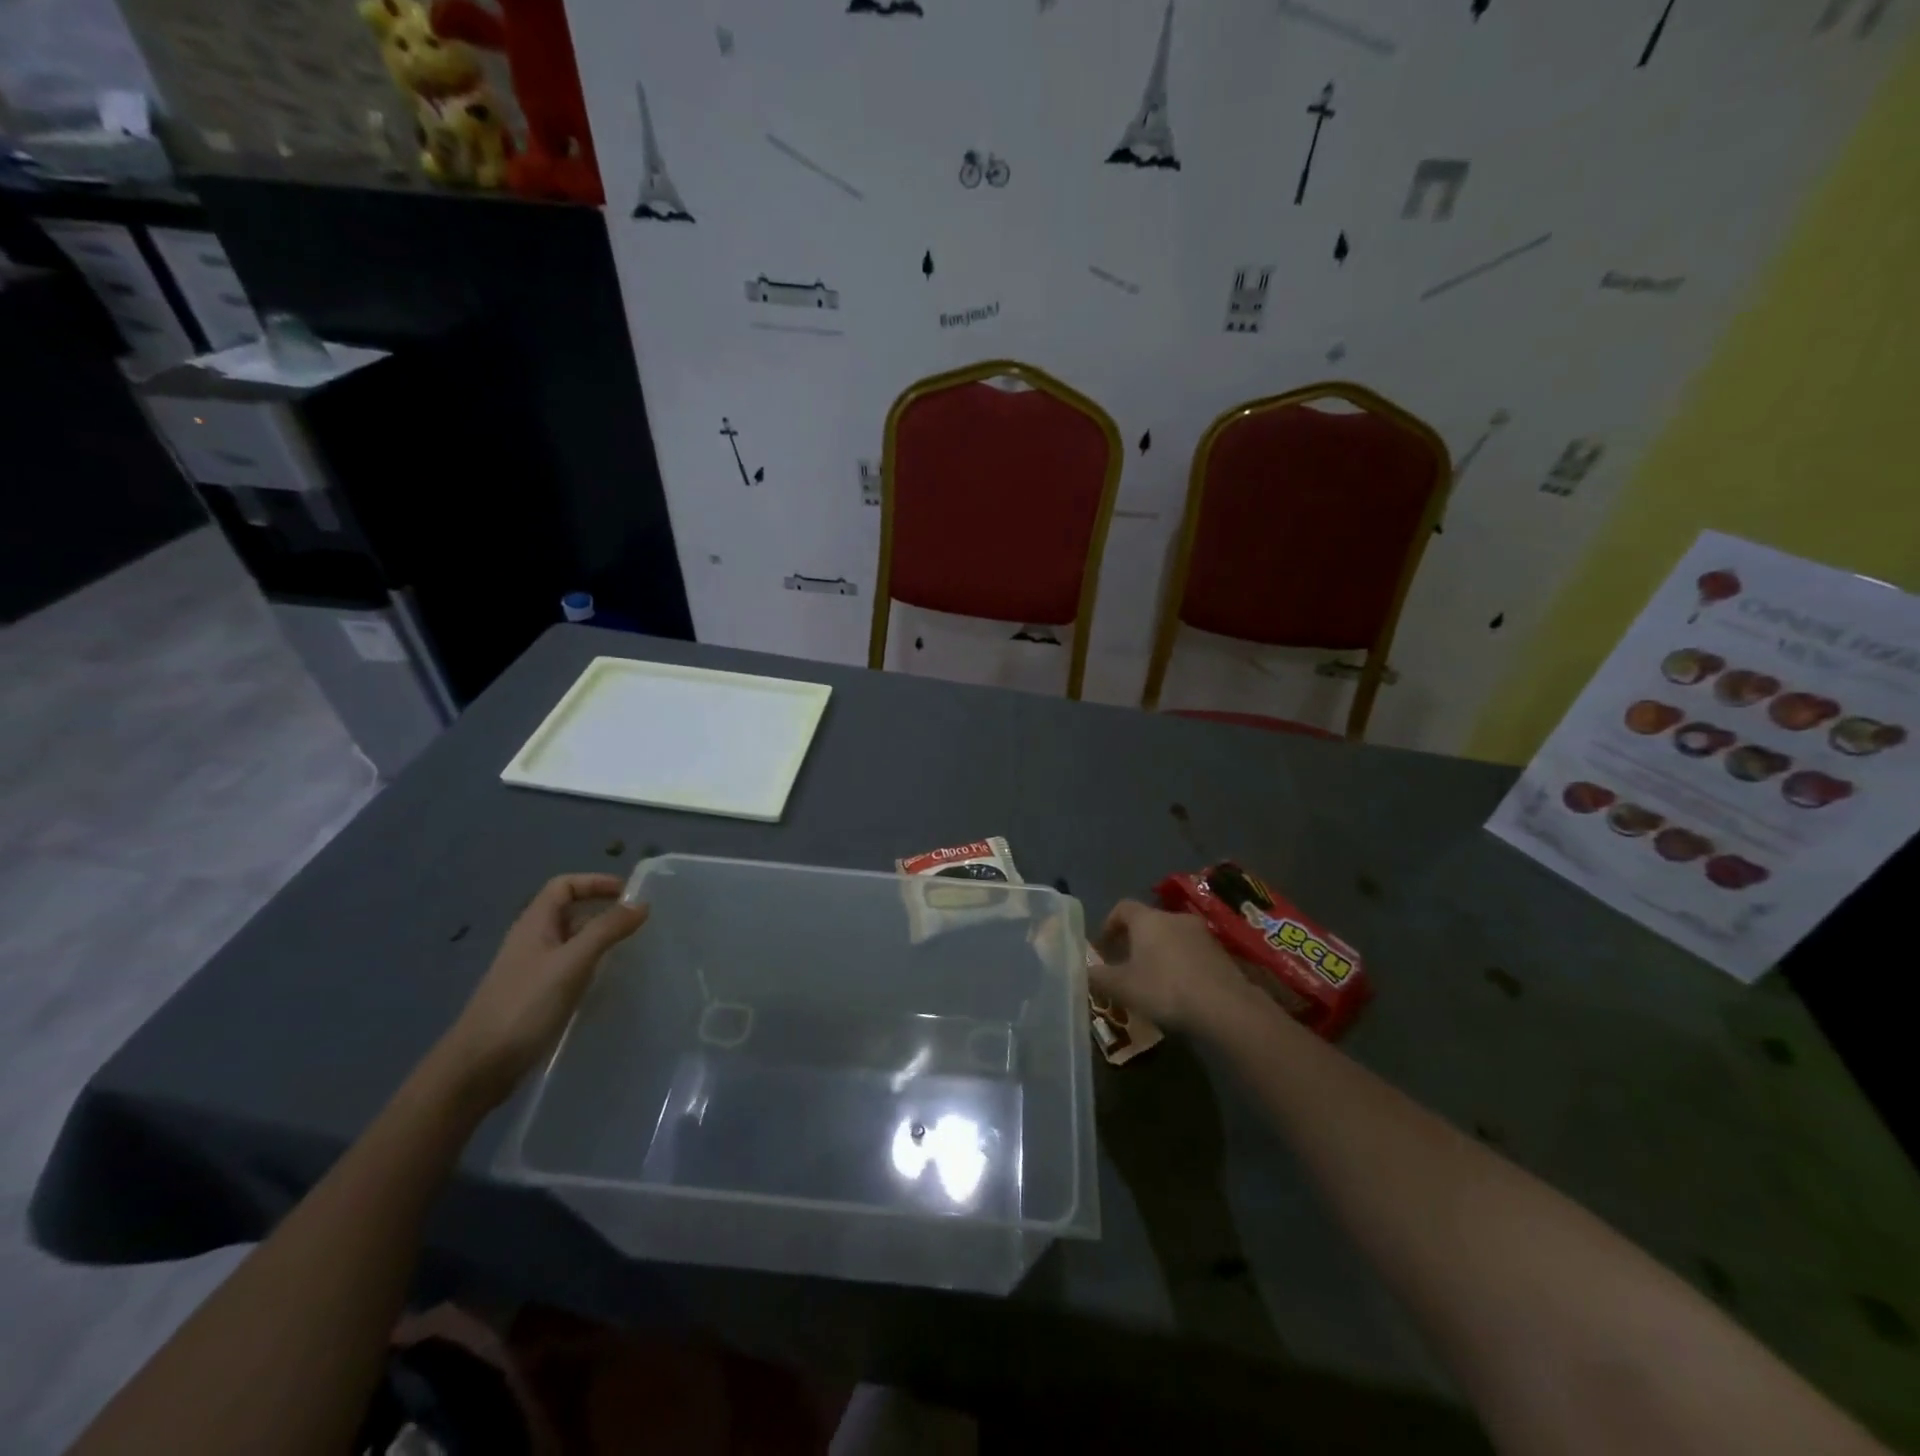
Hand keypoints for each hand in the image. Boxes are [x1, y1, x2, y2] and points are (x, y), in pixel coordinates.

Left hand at [433, 874, 648, 1109]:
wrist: (479, 1065)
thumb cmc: (525, 1005)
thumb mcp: (571, 962)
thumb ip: (606, 930)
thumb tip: (641, 904)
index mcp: (534, 924)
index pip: (564, 886)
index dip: (595, 882)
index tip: (628, 893)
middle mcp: (532, 941)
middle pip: (569, 912)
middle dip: (602, 910)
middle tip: (638, 921)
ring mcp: (532, 970)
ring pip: (571, 941)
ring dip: (599, 938)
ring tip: (631, 949)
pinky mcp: (536, 996)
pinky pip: (569, 968)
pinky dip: (591, 965)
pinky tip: (608, 980)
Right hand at [1093, 900, 1258, 1036]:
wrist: (1225, 1007)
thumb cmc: (1165, 989)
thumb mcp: (1122, 988)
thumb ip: (1100, 977)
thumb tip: (1086, 970)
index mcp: (1147, 919)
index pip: (1122, 907)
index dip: (1110, 923)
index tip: (1104, 945)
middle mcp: (1174, 917)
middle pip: (1149, 922)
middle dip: (1135, 941)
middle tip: (1126, 965)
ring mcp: (1202, 934)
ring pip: (1173, 937)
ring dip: (1160, 953)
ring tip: (1154, 980)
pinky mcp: (1222, 953)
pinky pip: (1192, 952)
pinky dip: (1182, 964)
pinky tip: (1180, 989)